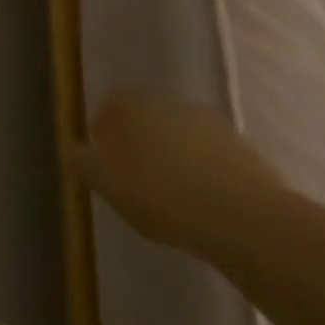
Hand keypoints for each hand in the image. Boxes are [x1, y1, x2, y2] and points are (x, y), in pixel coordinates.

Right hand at [75, 91, 285, 256]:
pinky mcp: (246, 152)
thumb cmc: (161, 195)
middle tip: (135, 177)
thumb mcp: (105, 183)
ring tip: (172, 196)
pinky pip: (212, 158)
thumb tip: (78, 150)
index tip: (104, 160)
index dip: (104, 131)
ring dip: (174, 157)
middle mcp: (170, 103)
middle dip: (139, 142)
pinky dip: (204, 174)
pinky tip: (204, 204)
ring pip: (181, 136)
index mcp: (133, 104)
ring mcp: (212, 125)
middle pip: (147, 118)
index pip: (110, 105)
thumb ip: (84, 162)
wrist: (247, 221)